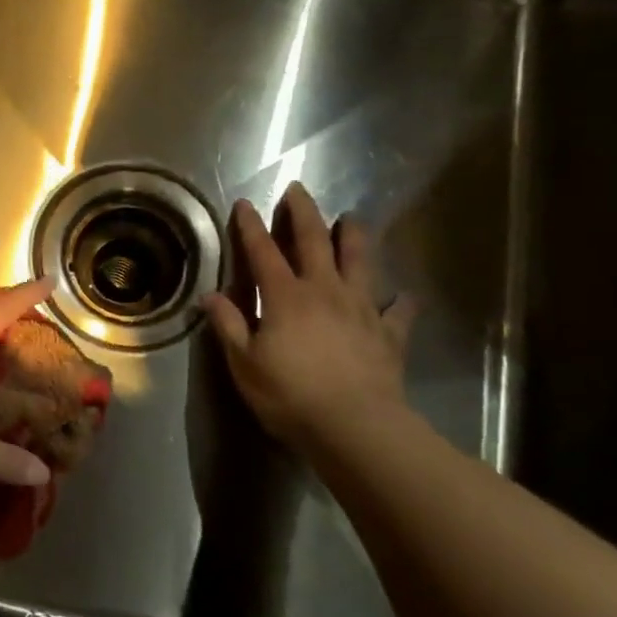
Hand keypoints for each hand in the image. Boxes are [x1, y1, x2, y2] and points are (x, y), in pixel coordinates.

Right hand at [203, 183, 416, 449]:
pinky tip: (406, 297)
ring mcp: (361, 309)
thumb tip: (209, 296)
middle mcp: (324, 291)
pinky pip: (399, 312)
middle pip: (314, 241)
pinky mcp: (389, 334)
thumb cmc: (290, 394)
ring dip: (355, 237)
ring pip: (360, 262)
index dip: (251, 226)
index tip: (245, 203)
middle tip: (299, 189)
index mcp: (285, 296)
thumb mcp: (245, 363)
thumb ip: (228, 325)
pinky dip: (402, 303)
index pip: (263, 252)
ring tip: (353, 218)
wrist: (355, 427)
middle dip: (303, 213)